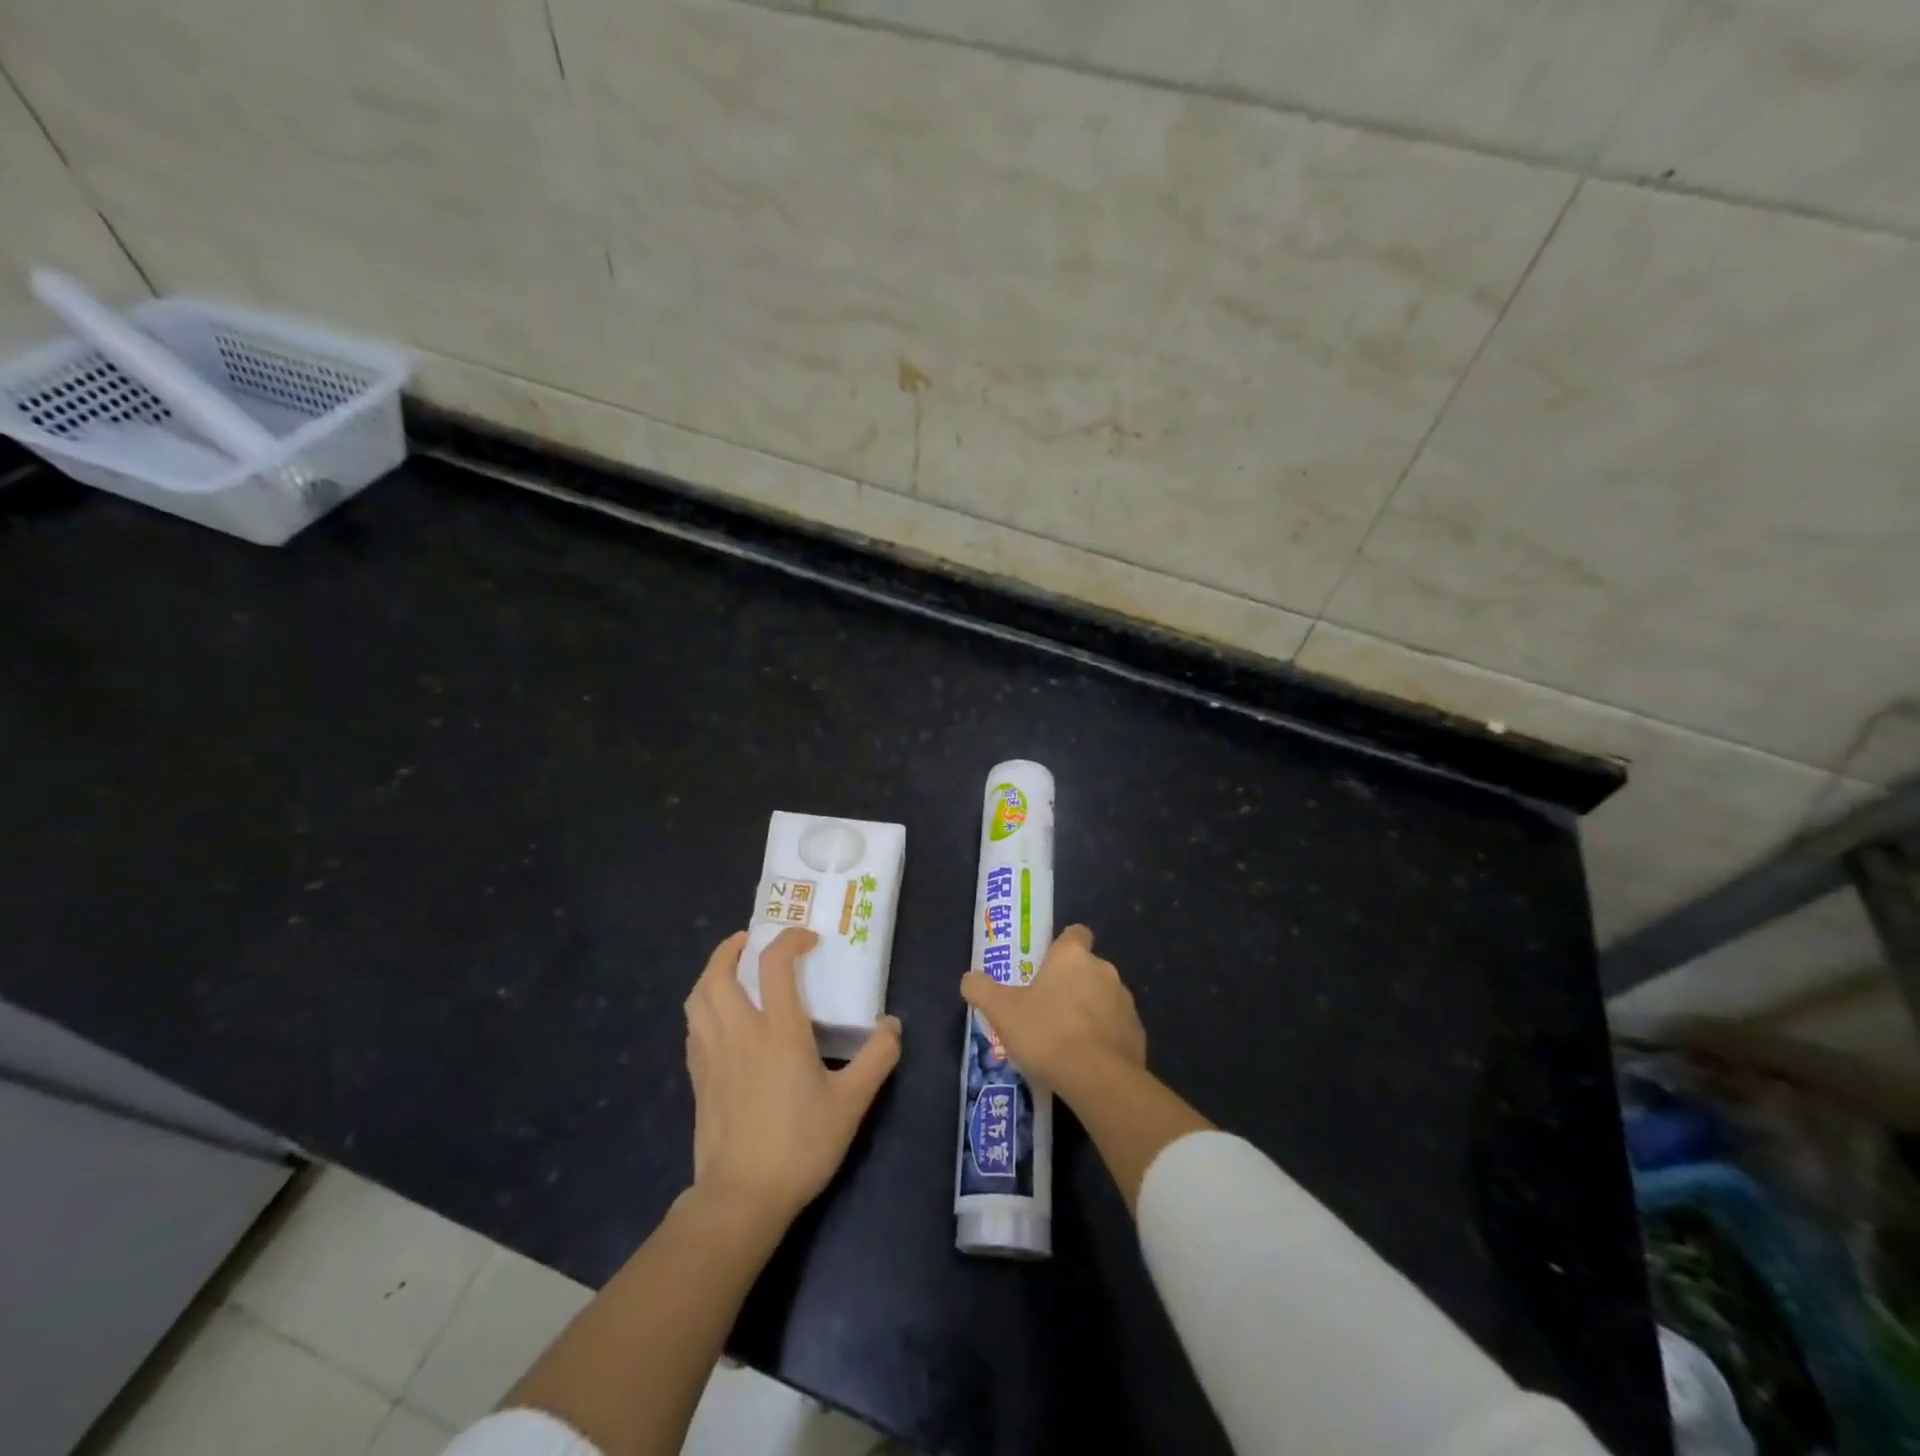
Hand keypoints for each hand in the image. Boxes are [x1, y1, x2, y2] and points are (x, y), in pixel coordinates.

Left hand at [684, 928, 901, 1227]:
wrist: (742, 1197)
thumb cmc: (800, 1145)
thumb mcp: (852, 1103)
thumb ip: (877, 1058)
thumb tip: (891, 1025)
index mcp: (778, 1030)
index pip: (775, 964)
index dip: (789, 940)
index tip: (807, 940)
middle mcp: (740, 1032)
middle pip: (719, 973)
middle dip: (731, 948)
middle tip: (749, 941)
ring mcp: (712, 1055)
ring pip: (697, 998)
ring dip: (710, 974)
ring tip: (728, 971)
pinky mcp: (698, 1078)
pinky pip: (693, 1027)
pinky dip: (703, 1008)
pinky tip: (717, 1019)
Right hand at [960, 924, 1145, 1098]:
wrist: (1098, 1079)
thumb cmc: (1047, 1033)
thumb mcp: (1002, 1011)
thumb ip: (982, 990)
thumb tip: (969, 979)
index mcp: (1073, 957)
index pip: (1075, 934)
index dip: (1062, 946)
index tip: (1047, 965)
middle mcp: (1104, 970)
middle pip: (1087, 968)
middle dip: (1071, 983)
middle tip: (1046, 1008)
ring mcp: (1126, 1002)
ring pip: (1104, 998)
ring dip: (1089, 1010)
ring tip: (1065, 1039)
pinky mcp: (1138, 1033)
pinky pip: (1117, 1027)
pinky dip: (1104, 1037)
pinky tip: (1086, 1060)